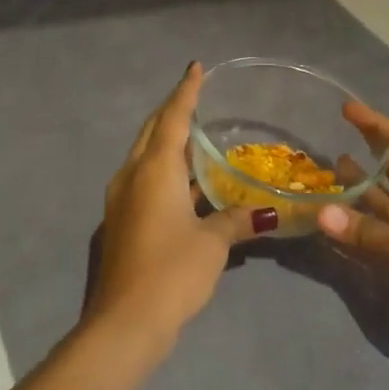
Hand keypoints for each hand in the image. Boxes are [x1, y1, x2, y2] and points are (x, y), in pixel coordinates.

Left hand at [87, 63, 274, 340]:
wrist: (125, 321)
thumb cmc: (172, 271)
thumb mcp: (212, 244)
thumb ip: (236, 220)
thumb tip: (266, 213)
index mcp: (153, 170)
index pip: (173, 118)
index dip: (186, 91)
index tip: (196, 68)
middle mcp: (132, 176)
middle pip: (153, 132)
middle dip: (172, 111)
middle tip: (196, 97)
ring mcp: (122, 199)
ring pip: (145, 156)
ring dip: (168, 142)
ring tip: (196, 135)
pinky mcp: (122, 221)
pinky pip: (144, 180)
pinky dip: (165, 171)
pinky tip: (188, 182)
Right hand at [318, 103, 388, 376]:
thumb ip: (368, 232)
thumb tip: (322, 214)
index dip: (382, 127)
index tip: (349, 110)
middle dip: (373, 155)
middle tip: (336, 135)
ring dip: (365, 190)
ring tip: (331, 169)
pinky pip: (386, 237)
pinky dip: (364, 228)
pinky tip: (338, 218)